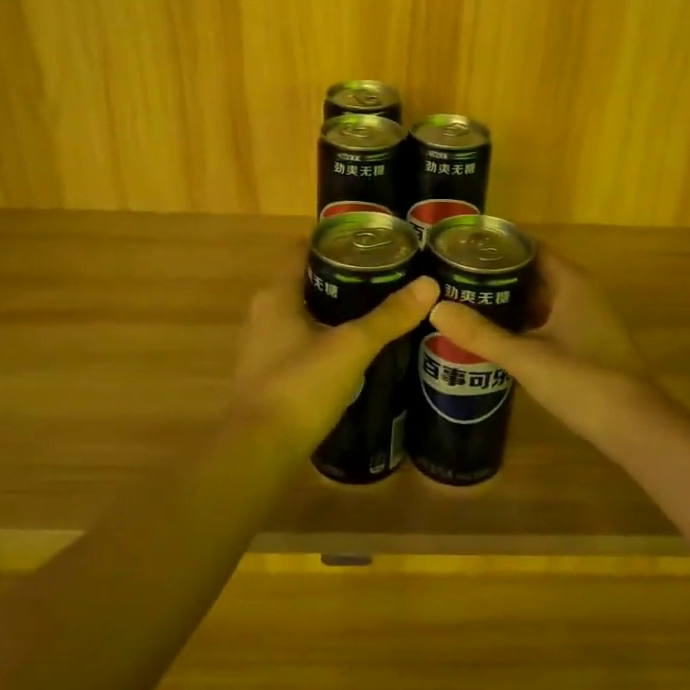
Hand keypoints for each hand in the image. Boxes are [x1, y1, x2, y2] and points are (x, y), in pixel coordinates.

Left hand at [230, 259, 439, 451]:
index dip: (332, 239)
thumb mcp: (351, 347)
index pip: (301, 250)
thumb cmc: (300, 386)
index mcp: (276, 295)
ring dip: (334, 307)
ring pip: (303, 313)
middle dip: (341, 275)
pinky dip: (326, 336)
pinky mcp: (271, 374)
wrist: (260, 450)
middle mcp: (264, 313)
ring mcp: (263, 346)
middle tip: (384, 272)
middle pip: (304, 280)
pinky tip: (355, 347)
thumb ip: (388, 317)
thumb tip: (429, 285)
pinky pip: (301, 341)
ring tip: (376, 306)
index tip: (369, 238)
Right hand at [425, 250, 658, 446]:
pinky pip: (548, 322)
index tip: (462, 248)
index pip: (531, 248)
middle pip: (534, 273)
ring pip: (541, 300)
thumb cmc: (582, 379)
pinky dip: (523, 324)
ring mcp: (587, 320)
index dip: (498, 246)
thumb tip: (436, 308)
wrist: (634, 426)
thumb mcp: (525, 356)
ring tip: (465, 303)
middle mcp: (582, 294)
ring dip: (509, 302)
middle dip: (497, 275)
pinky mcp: (586, 345)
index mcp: (572, 283)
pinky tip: (495, 336)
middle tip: (454, 277)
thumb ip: (480, 334)